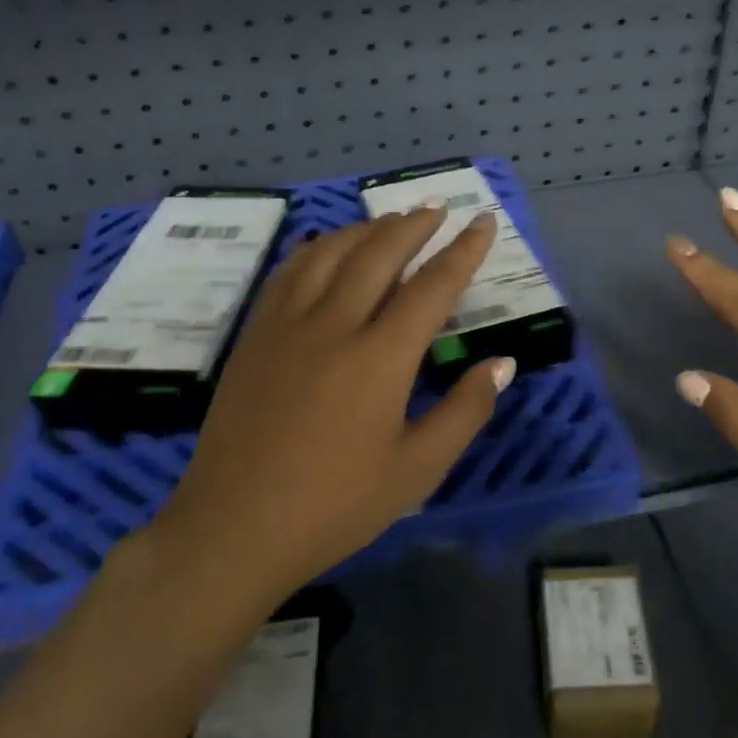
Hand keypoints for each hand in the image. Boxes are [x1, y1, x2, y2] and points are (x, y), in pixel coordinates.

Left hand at [148, 206, 515, 600]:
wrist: (235, 528)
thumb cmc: (335, 506)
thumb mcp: (416, 470)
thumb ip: (465, 411)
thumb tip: (502, 364)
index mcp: (379, 359)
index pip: (432, 286)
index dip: (464, 251)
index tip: (484, 222)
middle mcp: (333, 325)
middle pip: (379, 253)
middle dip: (414, 225)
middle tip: (439, 209)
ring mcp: (286, 325)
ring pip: (330, 253)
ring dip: (366, 229)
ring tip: (391, 220)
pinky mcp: (254, 335)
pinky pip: (289, 272)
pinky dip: (317, 248)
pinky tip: (327, 247)